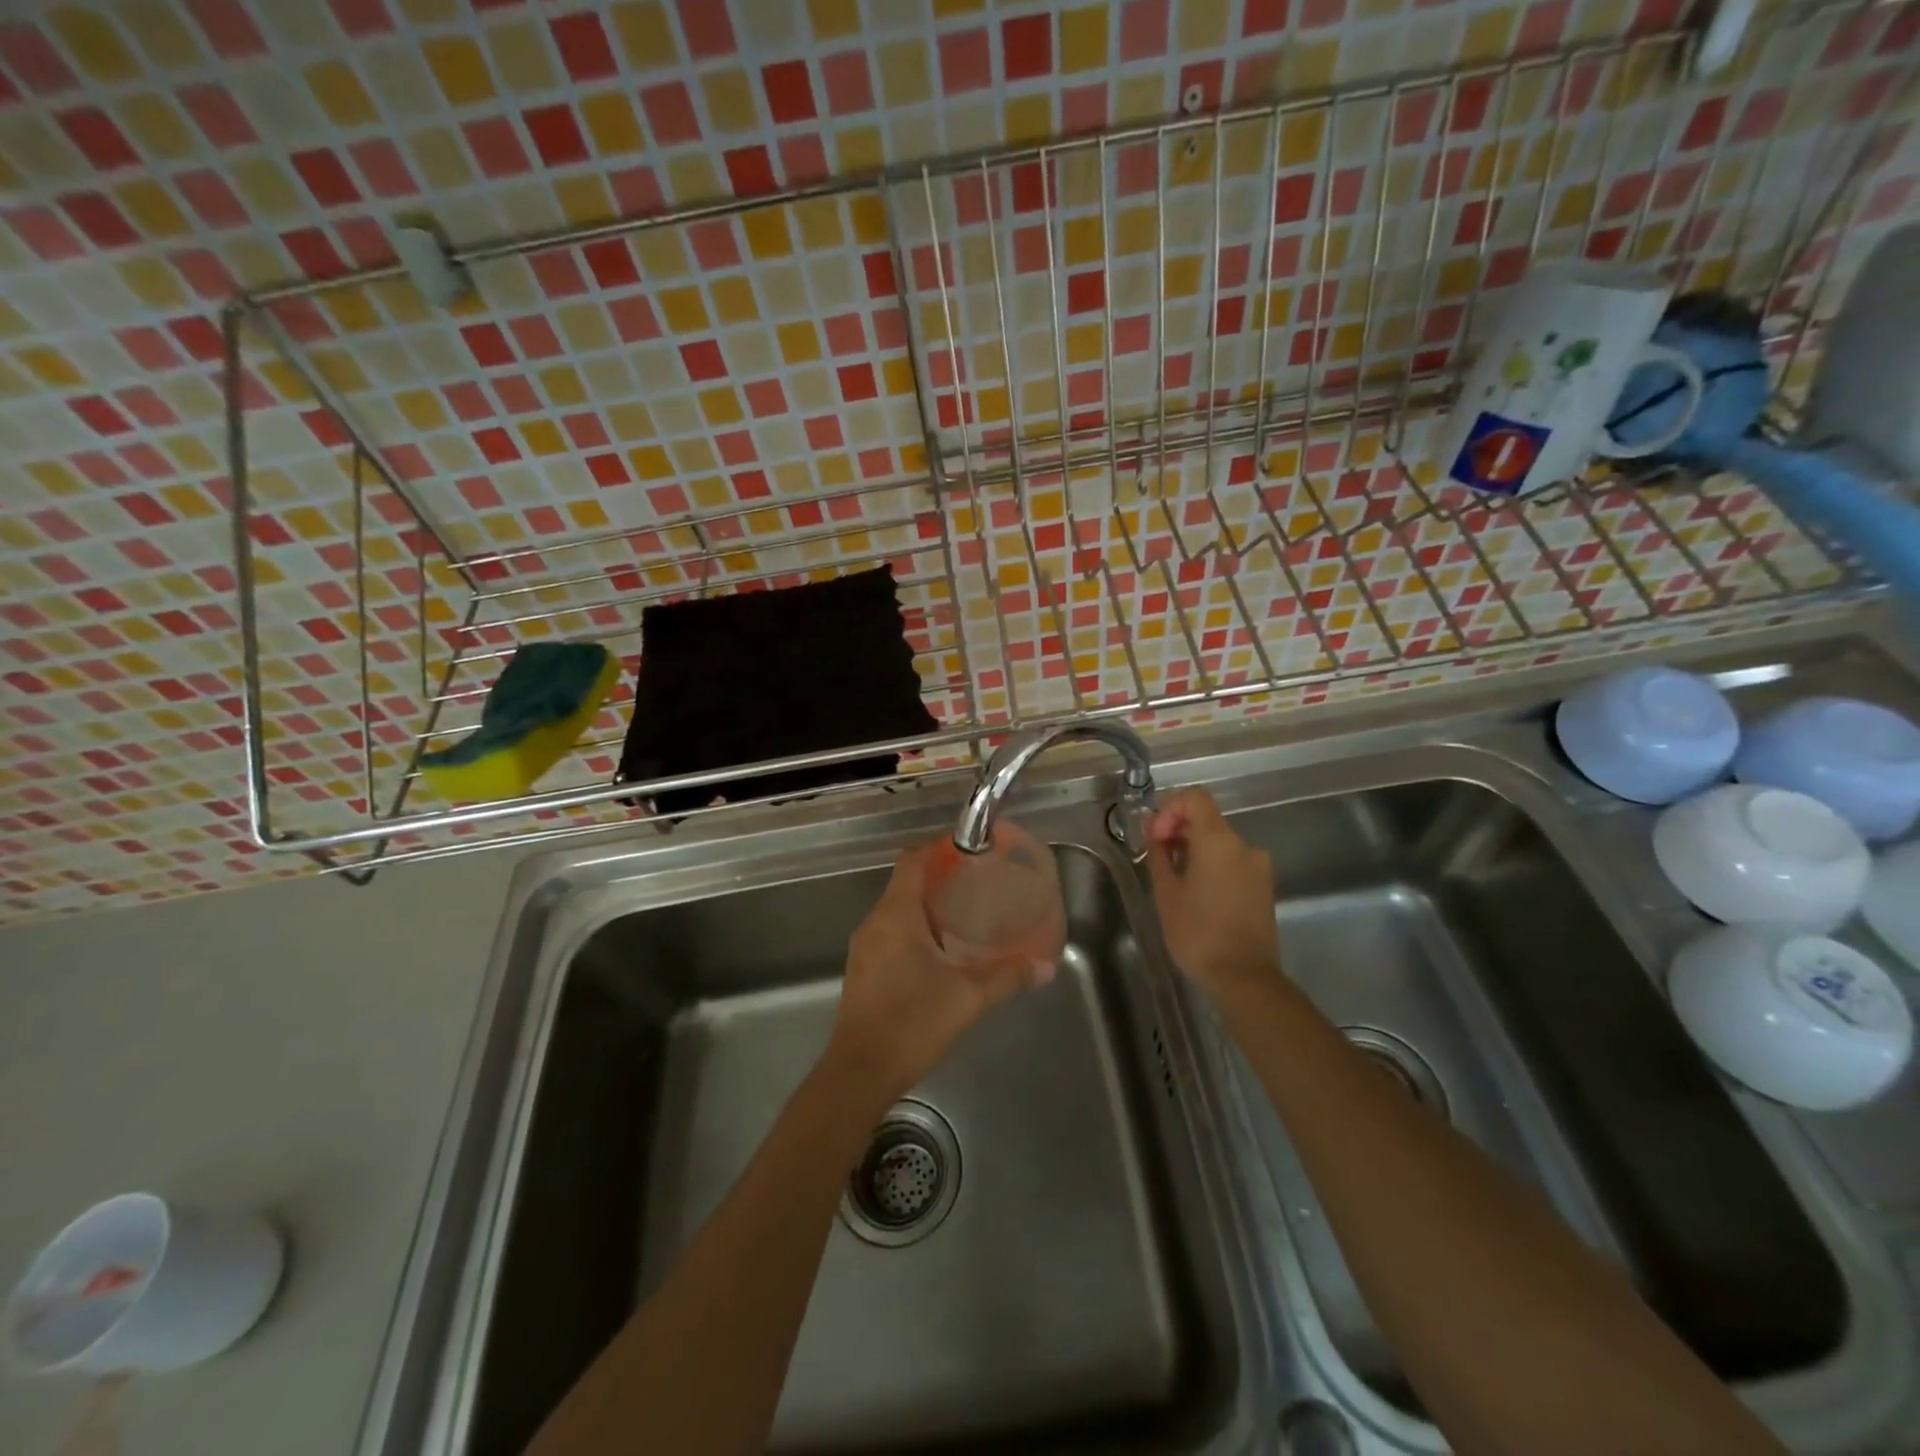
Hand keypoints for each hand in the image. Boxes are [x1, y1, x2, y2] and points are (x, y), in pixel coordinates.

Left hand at [827, 844, 1049, 1105]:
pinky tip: (939, 952)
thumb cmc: (912, 1023)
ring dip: (926, 907)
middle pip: (904, 884)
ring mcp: (864, 948)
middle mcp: (874, 923)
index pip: (911, 861)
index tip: (967, 850)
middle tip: (975, 884)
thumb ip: (1007, 976)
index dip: (937, 848)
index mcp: (895, 915)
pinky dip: (913, 930)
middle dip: (938, 879)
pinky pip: (889, 934)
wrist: (860, 1073)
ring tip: (963, 915)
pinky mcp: (862, 971)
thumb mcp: (968, 997)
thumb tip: (1044, 966)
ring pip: (896, 911)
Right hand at [1144, 788, 1281, 999]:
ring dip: (1194, 850)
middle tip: (1157, 859)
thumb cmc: (1198, 934)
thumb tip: (1155, 832)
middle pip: (1207, 820)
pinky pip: (1233, 861)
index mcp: (1219, 841)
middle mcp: (1244, 845)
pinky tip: (1198, 894)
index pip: (1195, 798)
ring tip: (1175, 881)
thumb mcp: (1166, 893)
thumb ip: (1159, 854)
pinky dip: (1212, 865)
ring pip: (1220, 842)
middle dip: (1178, 831)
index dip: (1170, 810)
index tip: (1157, 838)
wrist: (1244, 978)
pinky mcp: (1264, 885)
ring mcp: (1259, 866)